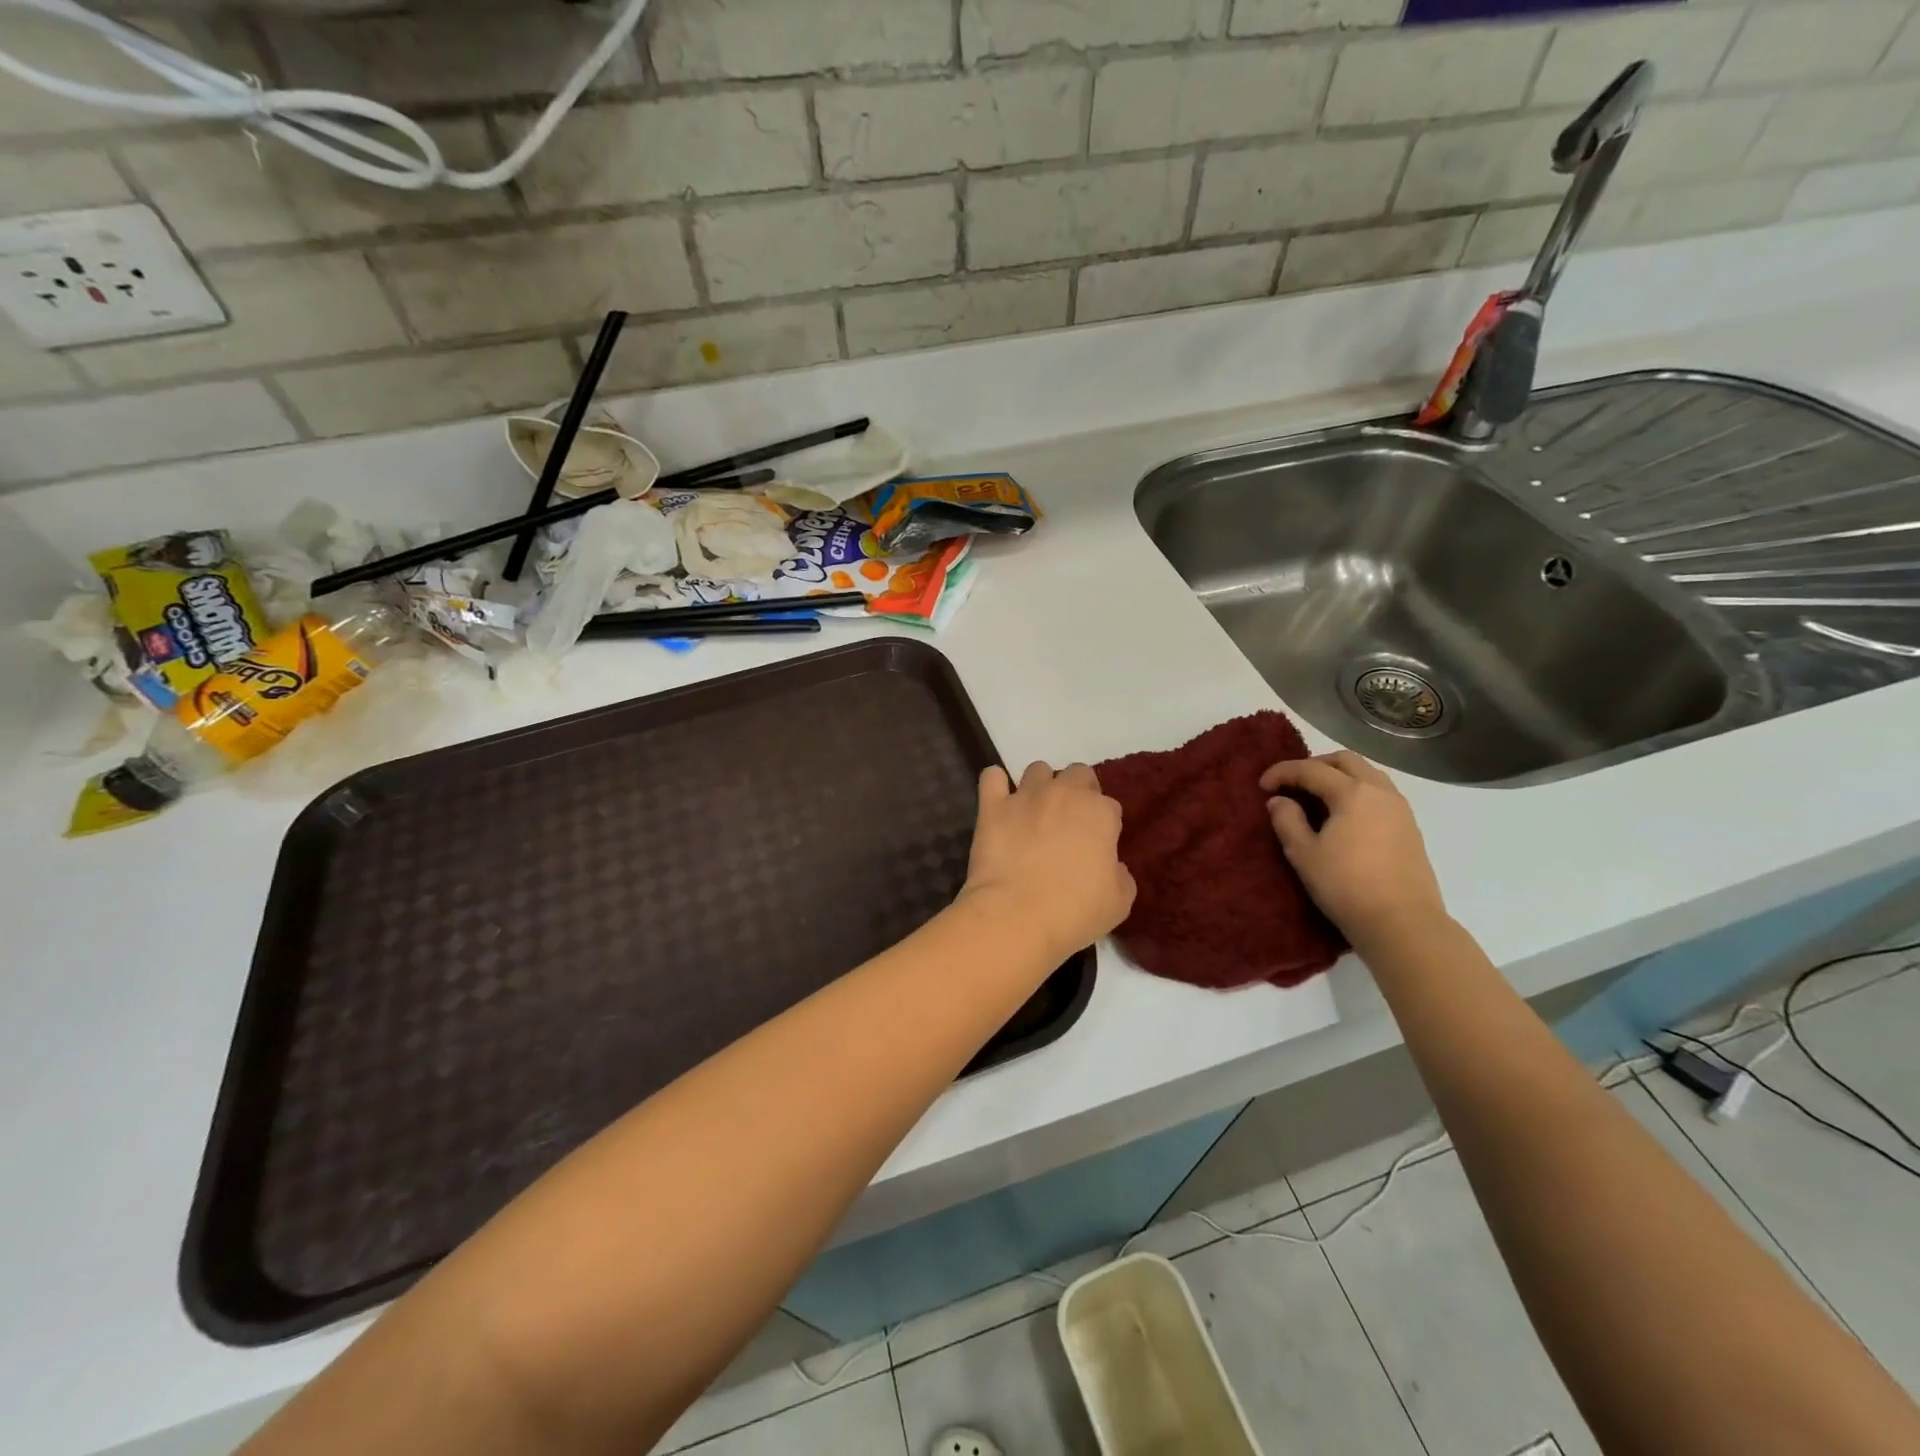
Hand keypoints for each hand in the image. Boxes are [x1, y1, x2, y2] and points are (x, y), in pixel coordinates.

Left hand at [959, 762, 1135, 961]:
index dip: (1104, 825)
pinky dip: (995, 784)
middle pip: (1077, 774)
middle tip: (1069, 822)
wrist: (1017, 915)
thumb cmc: (1075, 910)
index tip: (1097, 845)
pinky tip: (998, 799)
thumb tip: (1112, 866)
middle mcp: (1064, 793)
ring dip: (1040, 785)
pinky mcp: (992, 806)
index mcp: (1100, 813)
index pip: (1109, 806)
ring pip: (1037, 770)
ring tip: (1035, 811)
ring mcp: (1026, 796)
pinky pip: (992, 777)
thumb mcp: (1119, 902)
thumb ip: (1120, 875)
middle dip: (1077, 791)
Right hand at [1259, 752, 1447, 946]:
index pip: (1311, 769)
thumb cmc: (1346, 885)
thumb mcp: (1304, 853)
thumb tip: (1280, 801)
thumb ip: (1287, 820)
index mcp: (1353, 792)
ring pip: (1367, 774)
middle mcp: (1380, 791)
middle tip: (1291, 783)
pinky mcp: (1410, 827)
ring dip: (1339, 776)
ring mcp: (1400, 808)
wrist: (1403, 923)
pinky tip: (1343, 815)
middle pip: (1345, 760)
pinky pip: (1379, 793)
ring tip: (1317, 796)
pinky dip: (1356, 791)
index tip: (1261, 786)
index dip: (1282, 772)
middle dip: (1314, 765)